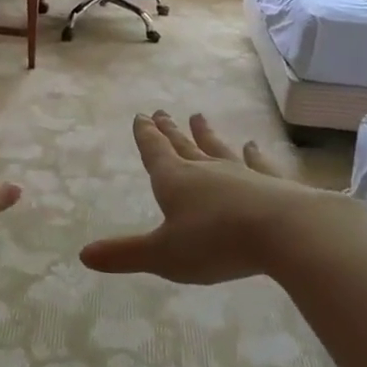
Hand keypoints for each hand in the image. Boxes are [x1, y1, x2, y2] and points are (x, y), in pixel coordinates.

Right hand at [80, 111, 325, 283]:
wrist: (283, 231)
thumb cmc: (215, 242)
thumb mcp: (163, 255)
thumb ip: (125, 254)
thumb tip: (83, 254)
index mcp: (174, 181)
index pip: (155, 152)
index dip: (146, 136)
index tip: (141, 116)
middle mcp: (205, 170)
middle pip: (183, 146)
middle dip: (170, 131)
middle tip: (162, 112)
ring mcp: (241, 173)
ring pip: (217, 149)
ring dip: (206, 134)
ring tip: (199, 117)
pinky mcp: (271, 183)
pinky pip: (258, 164)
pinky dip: (253, 154)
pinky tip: (252, 144)